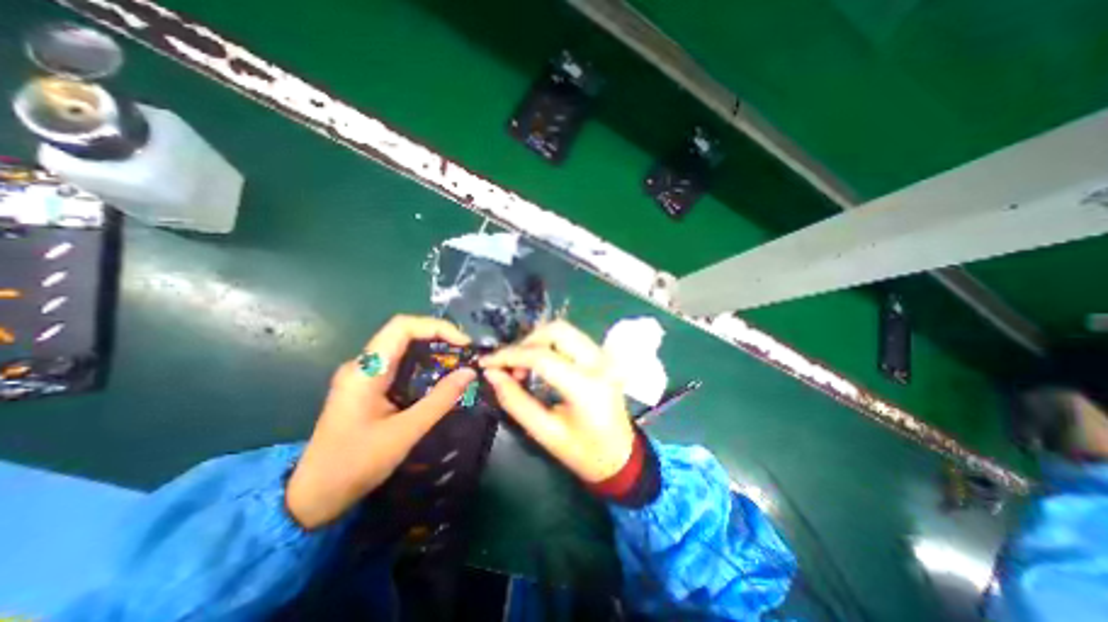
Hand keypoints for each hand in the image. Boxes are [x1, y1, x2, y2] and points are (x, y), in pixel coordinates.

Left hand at [284, 316, 476, 528]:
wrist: (313, 497)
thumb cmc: (355, 464)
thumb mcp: (405, 432)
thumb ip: (440, 400)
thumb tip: (470, 372)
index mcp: (365, 370)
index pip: (402, 327)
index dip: (436, 327)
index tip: (463, 343)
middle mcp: (363, 365)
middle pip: (405, 333)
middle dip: (439, 337)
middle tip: (467, 353)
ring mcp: (365, 375)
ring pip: (404, 348)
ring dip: (434, 350)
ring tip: (459, 363)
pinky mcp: (369, 386)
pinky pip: (401, 364)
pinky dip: (425, 365)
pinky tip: (440, 377)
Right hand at [482, 321, 637, 485]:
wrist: (622, 456)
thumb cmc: (584, 453)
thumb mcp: (545, 433)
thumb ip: (515, 401)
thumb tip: (492, 374)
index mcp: (586, 387)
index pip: (542, 357)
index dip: (509, 355)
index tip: (486, 362)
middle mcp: (599, 362)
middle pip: (556, 330)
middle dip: (525, 342)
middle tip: (508, 365)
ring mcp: (604, 356)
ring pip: (564, 330)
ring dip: (537, 341)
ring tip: (521, 365)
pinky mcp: (603, 356)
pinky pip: (572, 338)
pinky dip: (549, 344)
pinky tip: (538, 362)